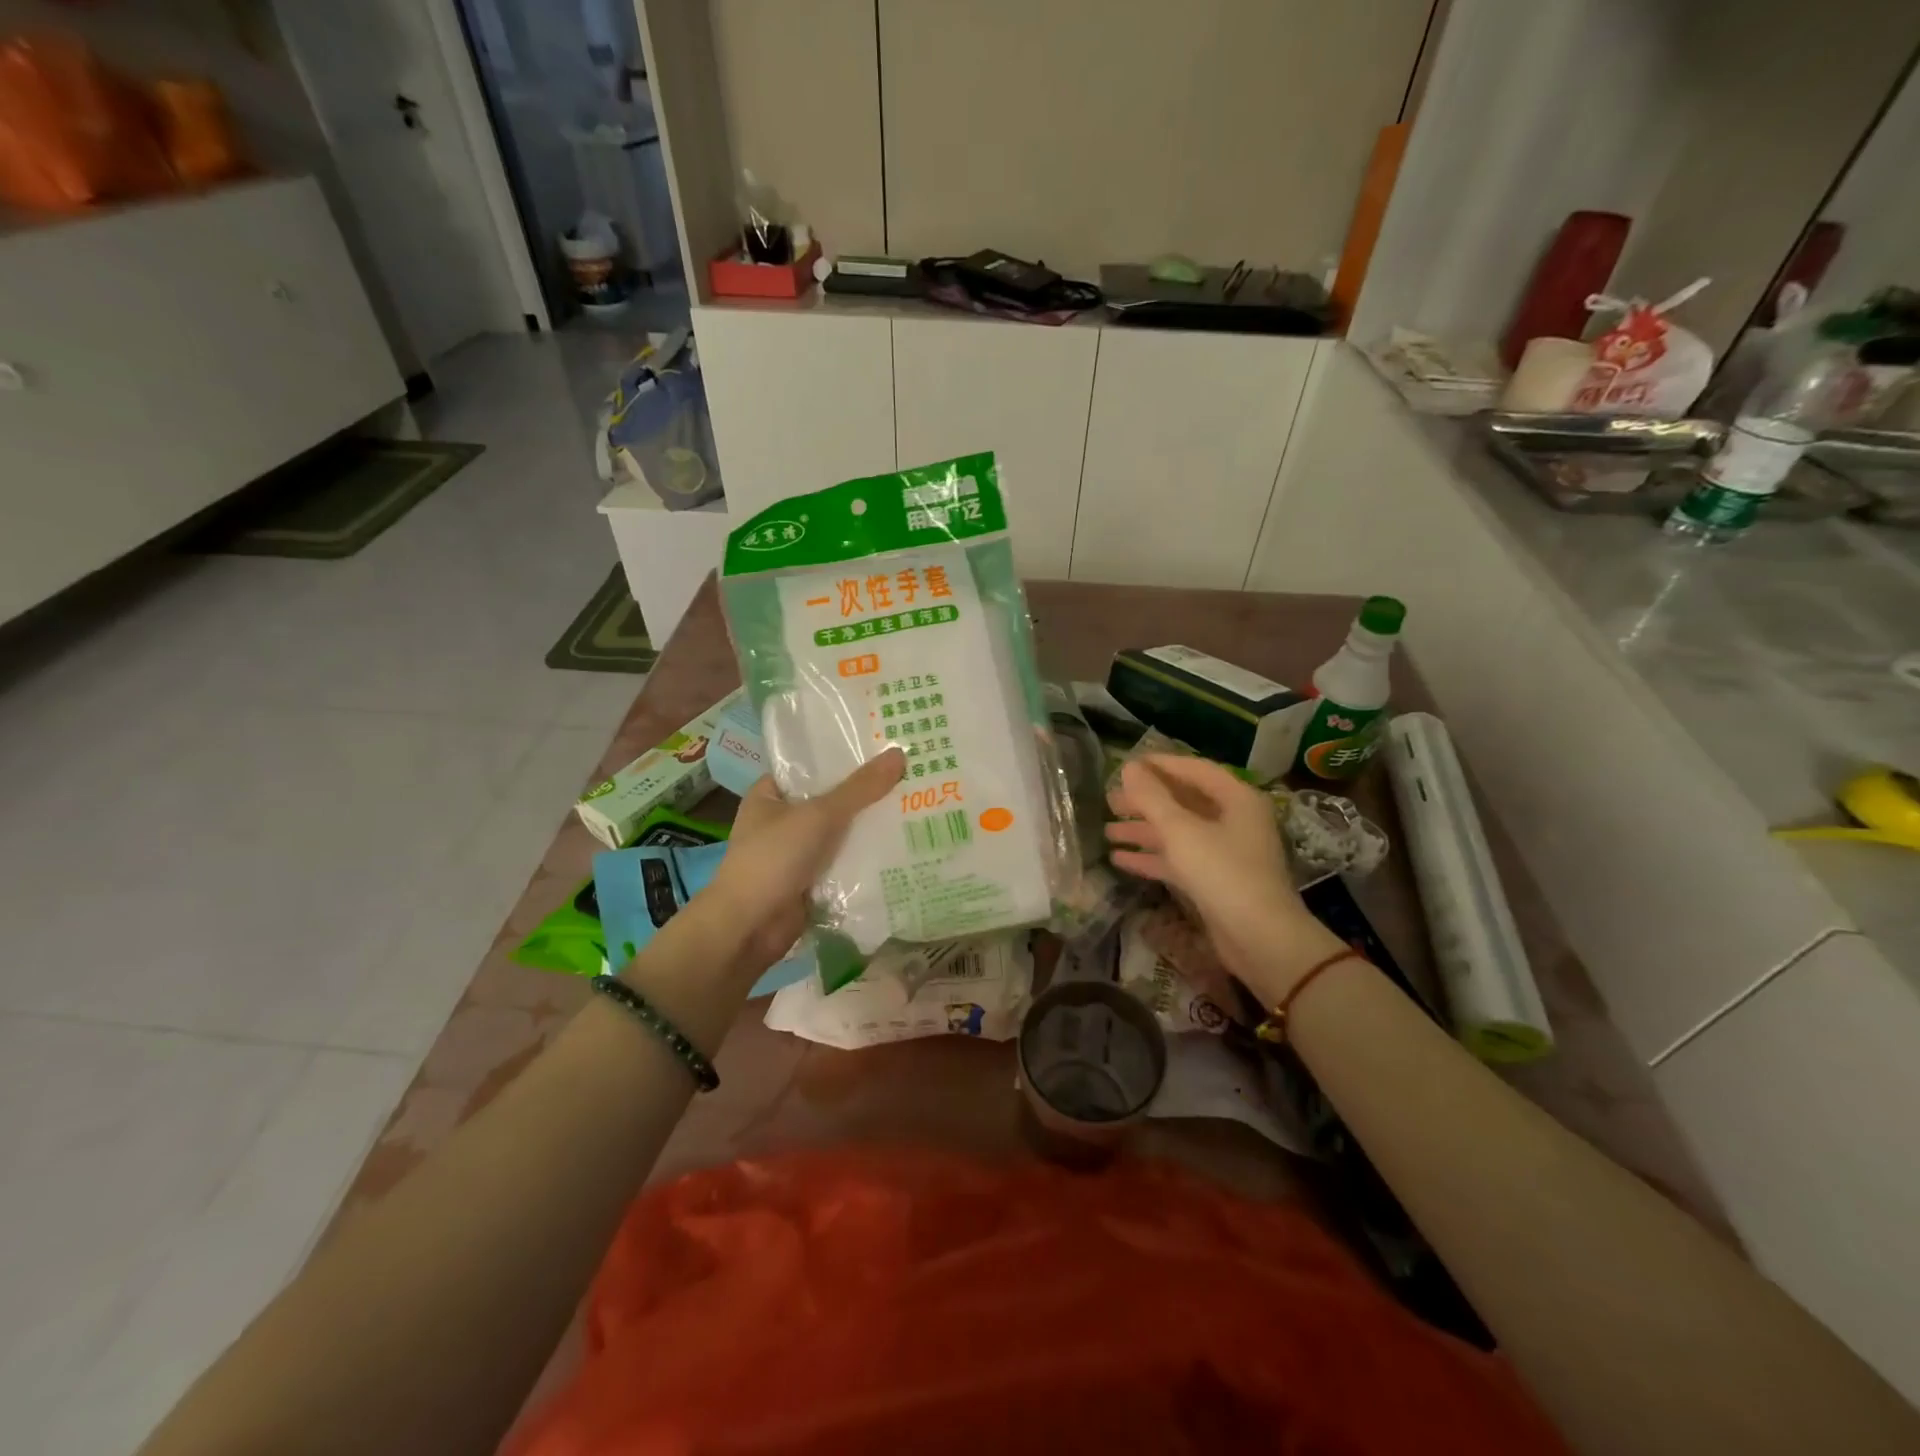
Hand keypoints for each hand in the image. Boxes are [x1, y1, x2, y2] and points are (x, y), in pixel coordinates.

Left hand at [697, 748, 905, 972]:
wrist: (749, 928)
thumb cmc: (773, 859)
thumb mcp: (818, 815)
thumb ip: (859, 788)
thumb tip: (899, 754)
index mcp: (770, 794)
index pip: (812, 765)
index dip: (845, 756)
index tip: (884, 746)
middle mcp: (782, 820)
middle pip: (831, 799)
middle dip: (866, 793)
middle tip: (911, 774)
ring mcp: (796, 853)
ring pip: (841, 832)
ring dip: (869, 827)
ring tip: (915, 805)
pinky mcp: (811, 881)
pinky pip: (844, 862)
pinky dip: (866, 858)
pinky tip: (902, 845)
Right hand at [1105, 754, 1345, 1004]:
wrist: (1260, 939)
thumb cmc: (1223, 872)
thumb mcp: (1181, 830)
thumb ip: (1152, 797)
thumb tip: (1129, 767)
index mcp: (1236, 799)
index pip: (1194, 770)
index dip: (1160, 764)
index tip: (1126, 765)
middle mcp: (1234, 821)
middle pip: (1184, 802)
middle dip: (1146, 801)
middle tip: (1109, 800)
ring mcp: (1226, 852)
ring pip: (1178, 833)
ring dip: (1144, 831)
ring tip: (1106, 830)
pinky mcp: (1215, 881)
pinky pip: (1179, 860)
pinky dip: (1152, 858)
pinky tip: (1119, 859)